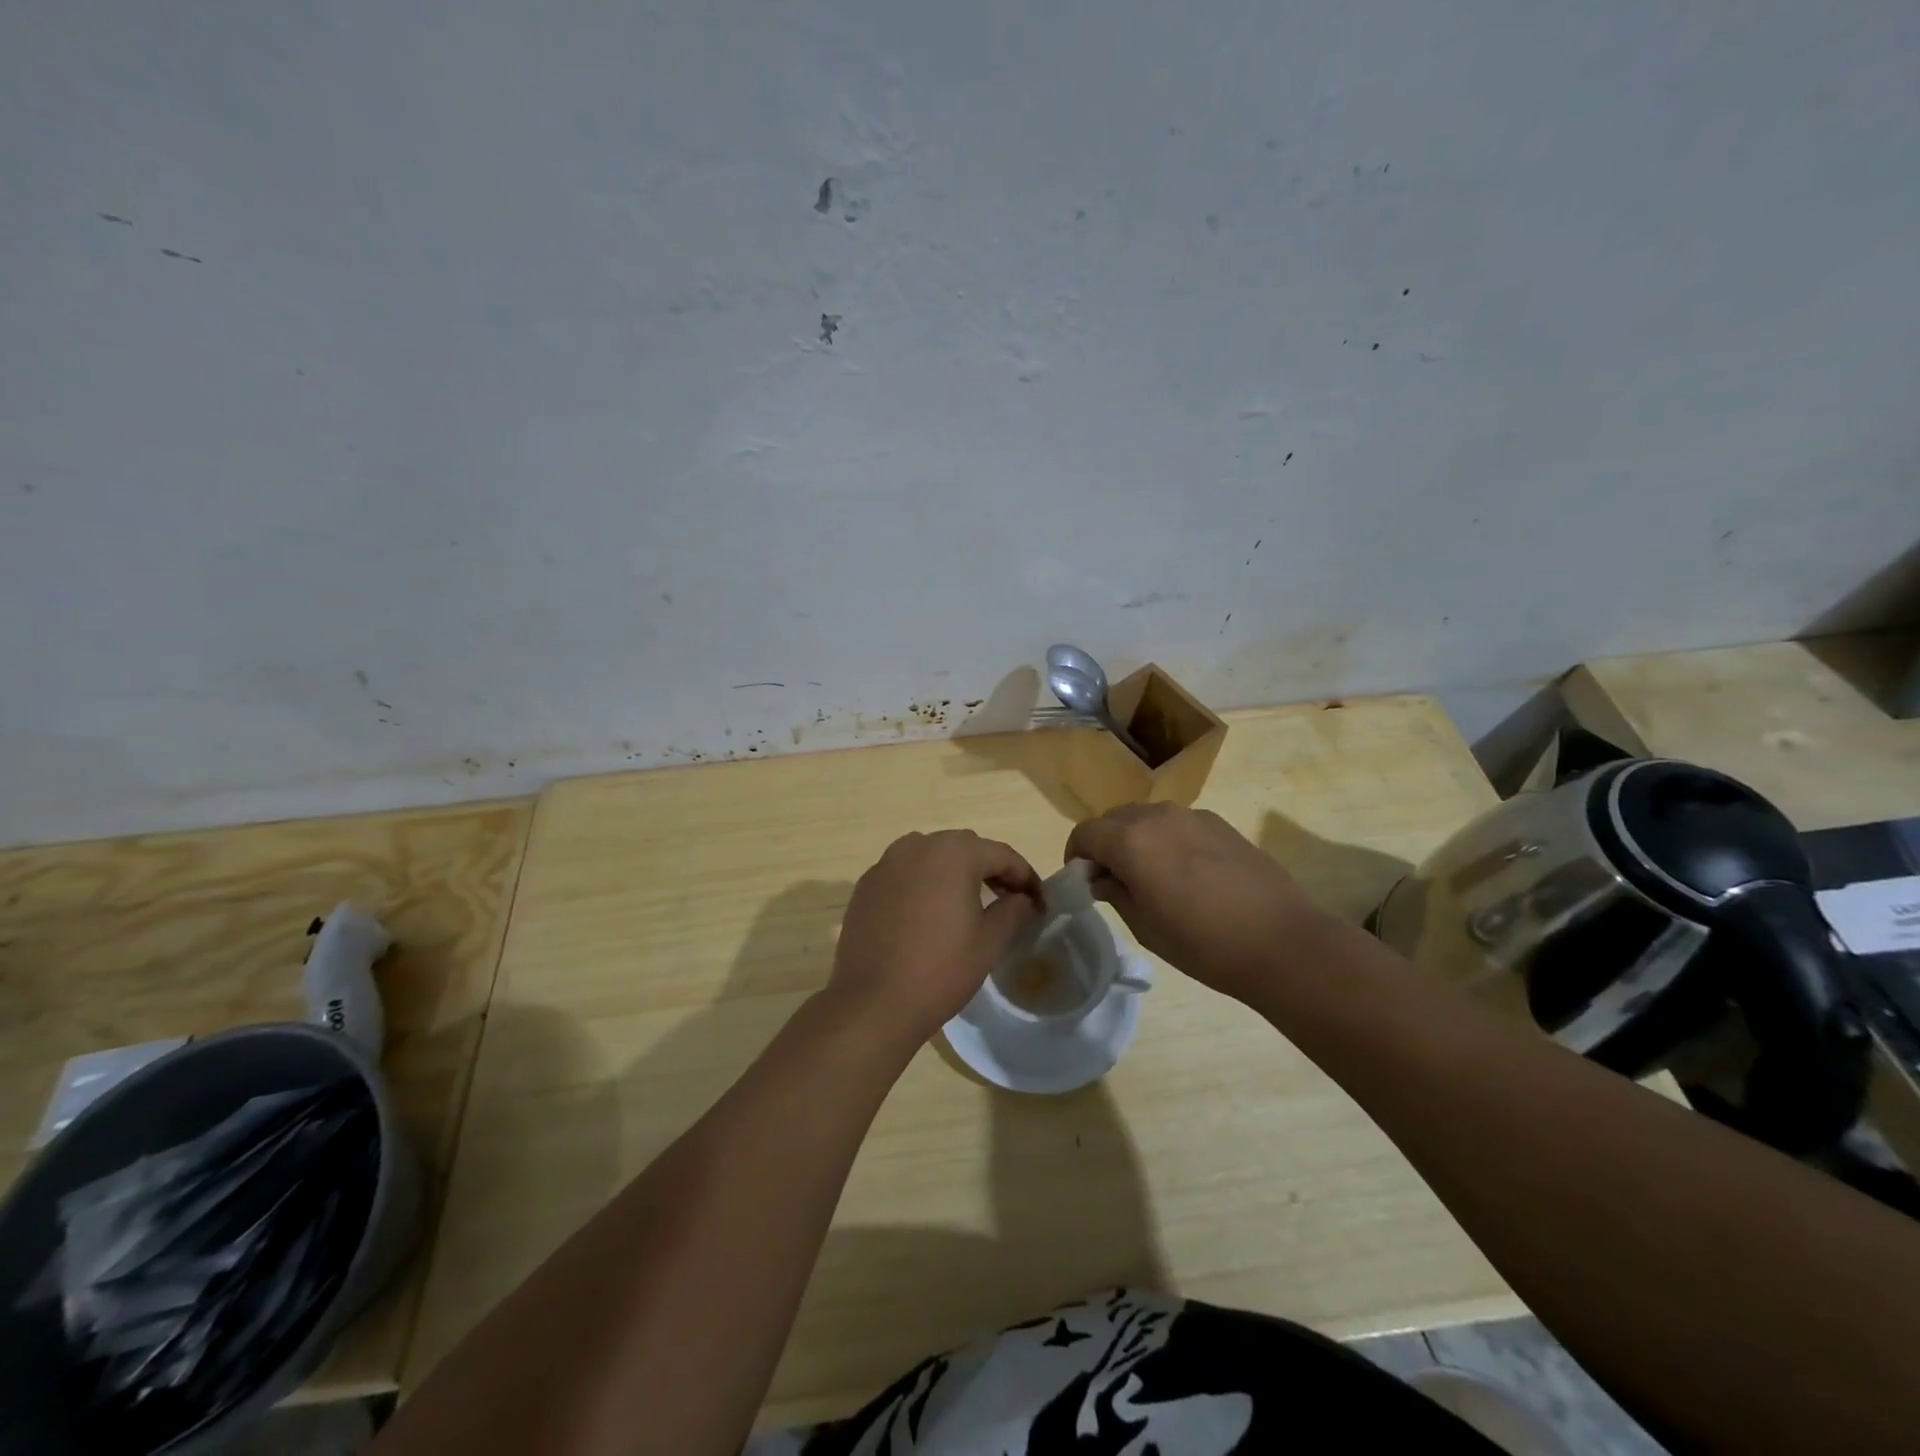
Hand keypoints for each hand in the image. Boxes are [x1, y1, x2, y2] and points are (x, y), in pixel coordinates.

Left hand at [827, 830, 1043, 1049]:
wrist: (874, 1002)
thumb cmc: (941, 969)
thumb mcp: (990, 941)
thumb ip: (1013, 909)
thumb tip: (1022, 897)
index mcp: (953, 852)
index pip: (1001, 855)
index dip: (1025, 876)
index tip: (1039, 900)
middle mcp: (917, 845)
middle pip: (965, 848)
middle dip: (990, 869)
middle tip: (1010, 897)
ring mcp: (886, 863)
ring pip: (932, 856)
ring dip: (955, 872)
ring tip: (970, 901)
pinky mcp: (867, 885)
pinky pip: (905, 873)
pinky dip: (924, 883)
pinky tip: (930, 913)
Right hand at [1064, 803, 1335, 1002]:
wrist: (1281, 941)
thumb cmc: (1203, 943)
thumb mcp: (1145, 926)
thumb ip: (1115, 892)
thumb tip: (1102, 877)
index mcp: (1130, 840)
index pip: (1085, 833)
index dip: (1076, 856)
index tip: (1084, 882)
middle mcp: (1157, 816)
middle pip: (1114, 819)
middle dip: (1105, 844)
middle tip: (1114, 880)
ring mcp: (1191, 815)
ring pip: (1146, 817)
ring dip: (1136, 839)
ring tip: (1151, 876)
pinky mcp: (1219, 823)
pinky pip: (1177, 823)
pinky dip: (1166, 839)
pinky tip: (1187, 873)